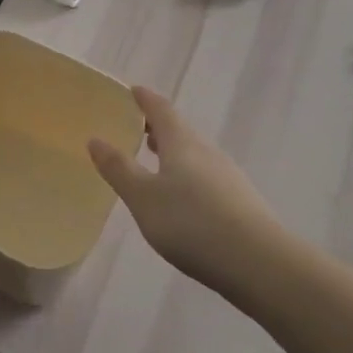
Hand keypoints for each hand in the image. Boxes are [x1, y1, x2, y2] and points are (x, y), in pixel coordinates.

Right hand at [87, 86, 289, 295]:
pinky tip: (182, 197)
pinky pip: (206, 176)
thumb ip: (118, 168)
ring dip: (174, 152)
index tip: (133, 90)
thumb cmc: (190, 223)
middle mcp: (207, 152)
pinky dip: (188, 175)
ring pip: (195, 154)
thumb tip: (95, 139)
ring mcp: (228, 176)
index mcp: (182, 144)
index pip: (161, 110)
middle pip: (181, 131)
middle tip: (138, 127)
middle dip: (158, 127)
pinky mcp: (239, 201)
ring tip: (155, 160)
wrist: (257, 262)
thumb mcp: (143, 197)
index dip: (145, 99)